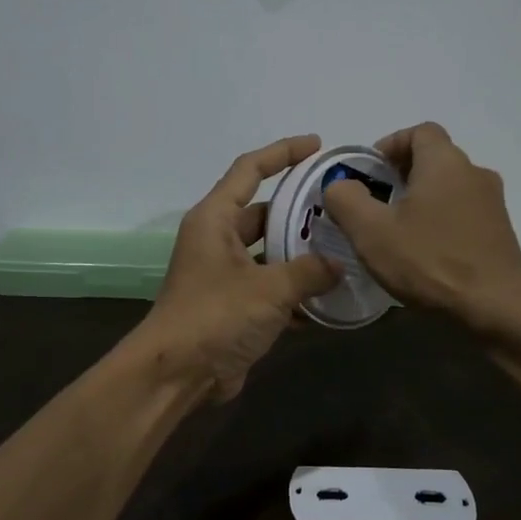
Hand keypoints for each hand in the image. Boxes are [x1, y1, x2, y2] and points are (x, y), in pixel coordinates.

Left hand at [144, 135, 340, 401]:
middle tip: (341, 207)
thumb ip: (308, 271)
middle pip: (262, 212)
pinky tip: (329, 296)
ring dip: (300, 253)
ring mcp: (223, 275)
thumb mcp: (269, 289)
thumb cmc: (216, 316)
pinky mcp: (232, 306)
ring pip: (269, 252)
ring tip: (344, 248)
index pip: (249, 169)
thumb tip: (337, 264)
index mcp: (214, 220)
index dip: (282, 152)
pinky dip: (294, 289)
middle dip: (298, 209)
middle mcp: (216, 240)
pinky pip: (269, 286)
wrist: (176, 374)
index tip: (316, 145)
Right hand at [321, 122, 520, 338]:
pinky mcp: (500, 232)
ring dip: (421, 200)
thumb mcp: (371, 231)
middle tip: (375, 204)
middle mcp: (475, 173)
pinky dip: (441, 220)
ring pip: (449, 187)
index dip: (390, 145)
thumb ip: (346, 199)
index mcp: (445, 162)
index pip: (419, 131)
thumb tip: (340, 185)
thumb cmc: (430, 262)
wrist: (496, 310)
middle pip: (434, 158)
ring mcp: (493, 204)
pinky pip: (463, 213)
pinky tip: (425, 253)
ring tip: (397, 231)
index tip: (369, 173)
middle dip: (401, 174)